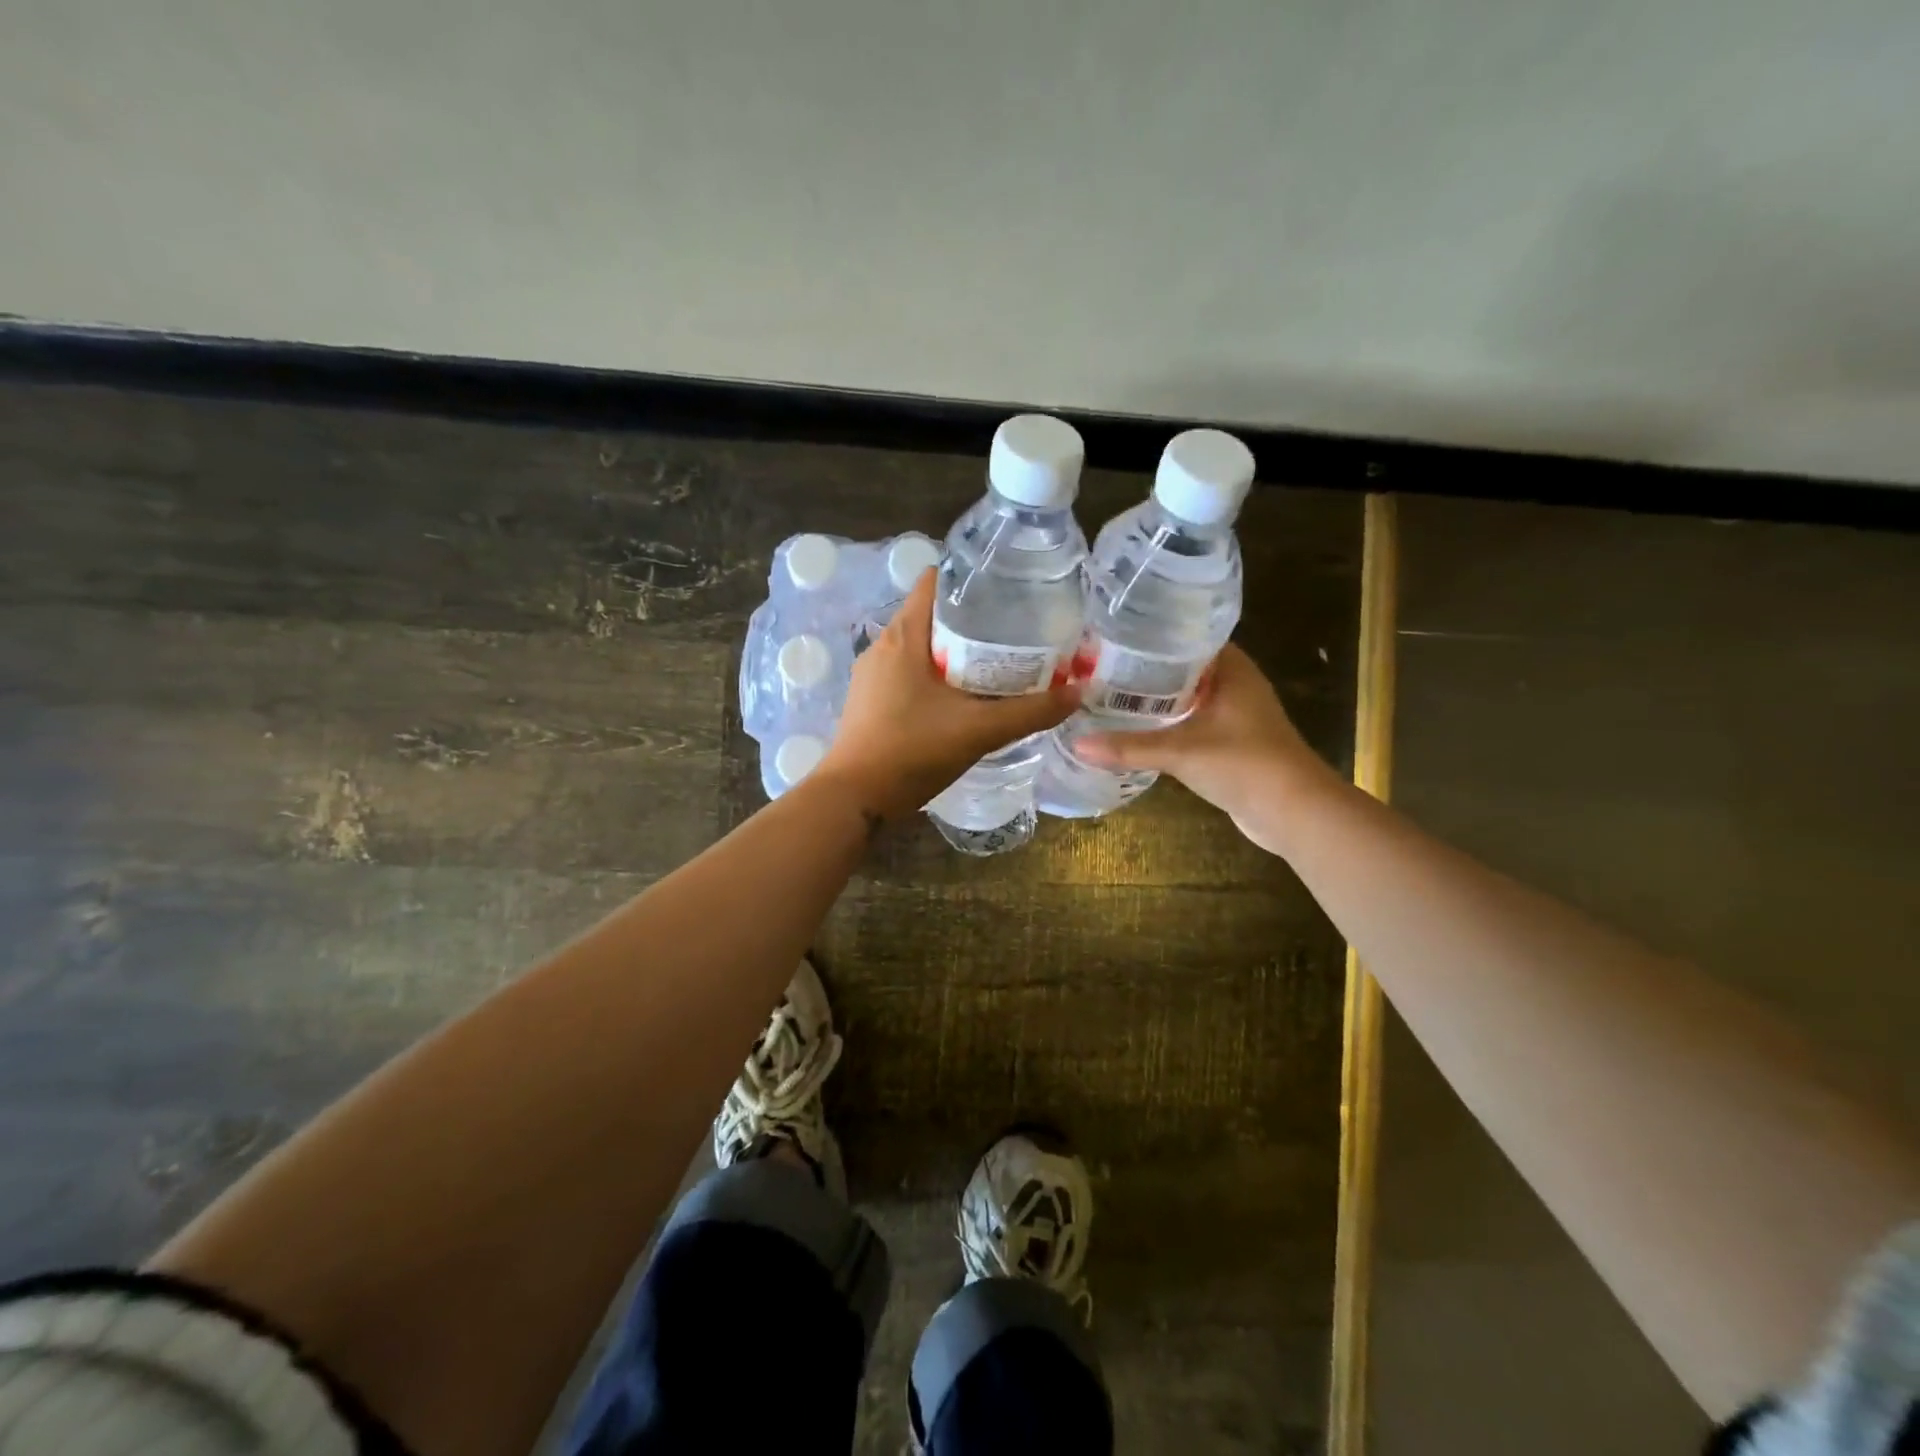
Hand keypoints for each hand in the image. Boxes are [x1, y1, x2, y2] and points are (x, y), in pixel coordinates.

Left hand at [816, 570, 1076, 821]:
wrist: (855, 799)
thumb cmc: (912, 752)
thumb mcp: (979, 730)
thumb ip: (1031, 712)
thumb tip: (1078, 692)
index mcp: (904, 635)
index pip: (937, 581)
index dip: (972, 580)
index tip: (1008, 592)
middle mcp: (884, 645)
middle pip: (933, 614)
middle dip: (973, 619)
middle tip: (1015, 632)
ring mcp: (873, 674)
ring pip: (922, 646)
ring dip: (956, 650)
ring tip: (997, 663)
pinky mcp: (871, 699)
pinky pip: (909, 671)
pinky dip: (937, 675)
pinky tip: (963, 698)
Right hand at [1073, 644, 1334, 854]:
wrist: (1293, 812)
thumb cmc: (1244, 764)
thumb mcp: (1181, 752)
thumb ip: (1129, 747)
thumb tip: (1077, 744)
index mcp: (1231, 669)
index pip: (1186, 637)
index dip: (1151, 636)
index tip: (1111, 637)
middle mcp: (1234, 684)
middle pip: (1181, 668)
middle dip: (1144, 670)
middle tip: (1098, 667)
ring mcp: (1234, 715)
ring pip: (1186, 697)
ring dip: (1154, 699)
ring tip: (1107, 695)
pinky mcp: (1230, 742)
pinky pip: (1190, 723)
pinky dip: (1166, 724)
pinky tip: (1134, 729)